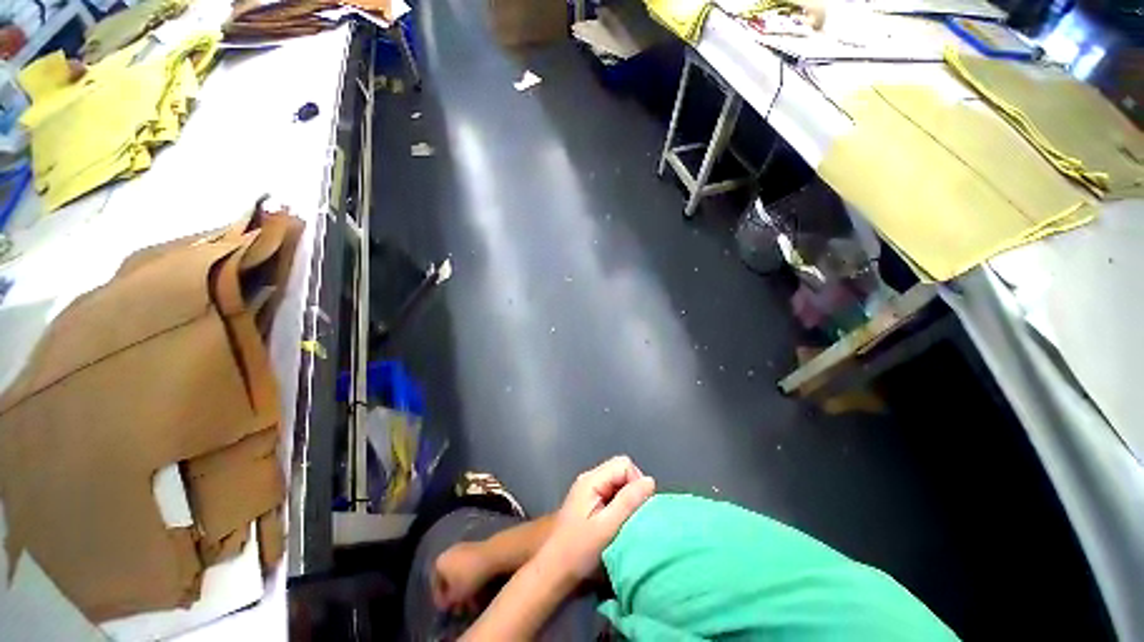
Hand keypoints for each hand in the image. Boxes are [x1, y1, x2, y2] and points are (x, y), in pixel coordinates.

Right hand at [433, 542, 492, 612]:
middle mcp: (449, 553)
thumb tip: (446, 605)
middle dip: (456, 595)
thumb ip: (448, 602)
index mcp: (440, 562)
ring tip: (472, 604)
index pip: (436, 585)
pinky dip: (473, 580)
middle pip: (450, 578)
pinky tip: (480, 593)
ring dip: (465, 590)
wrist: (492, 554)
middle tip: (461, 609)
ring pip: (461, 574)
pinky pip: (471, 567)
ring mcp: (464, 549)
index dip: (442, 600)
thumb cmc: (470, 576)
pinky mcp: (476, 549)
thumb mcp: (456, 595)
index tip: (449, 611)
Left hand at [536, 456, 655, 583]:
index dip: (636, 482)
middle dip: (633, 490)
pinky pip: (613, 492)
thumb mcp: (607, 527)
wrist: (554, 570)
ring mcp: (589, 489)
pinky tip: (618, 523)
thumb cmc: (579, 550)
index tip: (638, 509)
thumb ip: (628, 502)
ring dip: (627, 499)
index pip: (624, 464)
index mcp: (591, 479)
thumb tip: (650, 481)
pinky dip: (621, 504)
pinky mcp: (590, 501)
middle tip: (633, 516)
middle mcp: (590, 478)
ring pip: (618, 482)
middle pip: (621, 470)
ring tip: (626, 521)